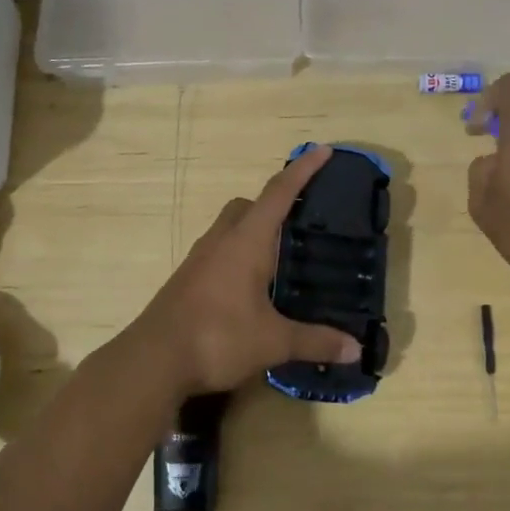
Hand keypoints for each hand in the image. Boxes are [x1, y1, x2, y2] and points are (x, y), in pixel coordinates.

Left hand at [123, 145, 362, 396]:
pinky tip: (251, 287)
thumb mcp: (273, 341)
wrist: (153, 360)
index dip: (302, 170)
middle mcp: (221, 240)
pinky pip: (218, 252)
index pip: (279, 193)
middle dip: (272, 203)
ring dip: (253, 231)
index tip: (322, 150)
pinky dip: (238, 256)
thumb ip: (315, 341)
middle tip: (299, 222)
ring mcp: (199, 259)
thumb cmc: (218, 337)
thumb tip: (356, 349)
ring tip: (279, 257)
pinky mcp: (187, 280)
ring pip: (229, 228)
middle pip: (247, 206)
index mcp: (246, 241)